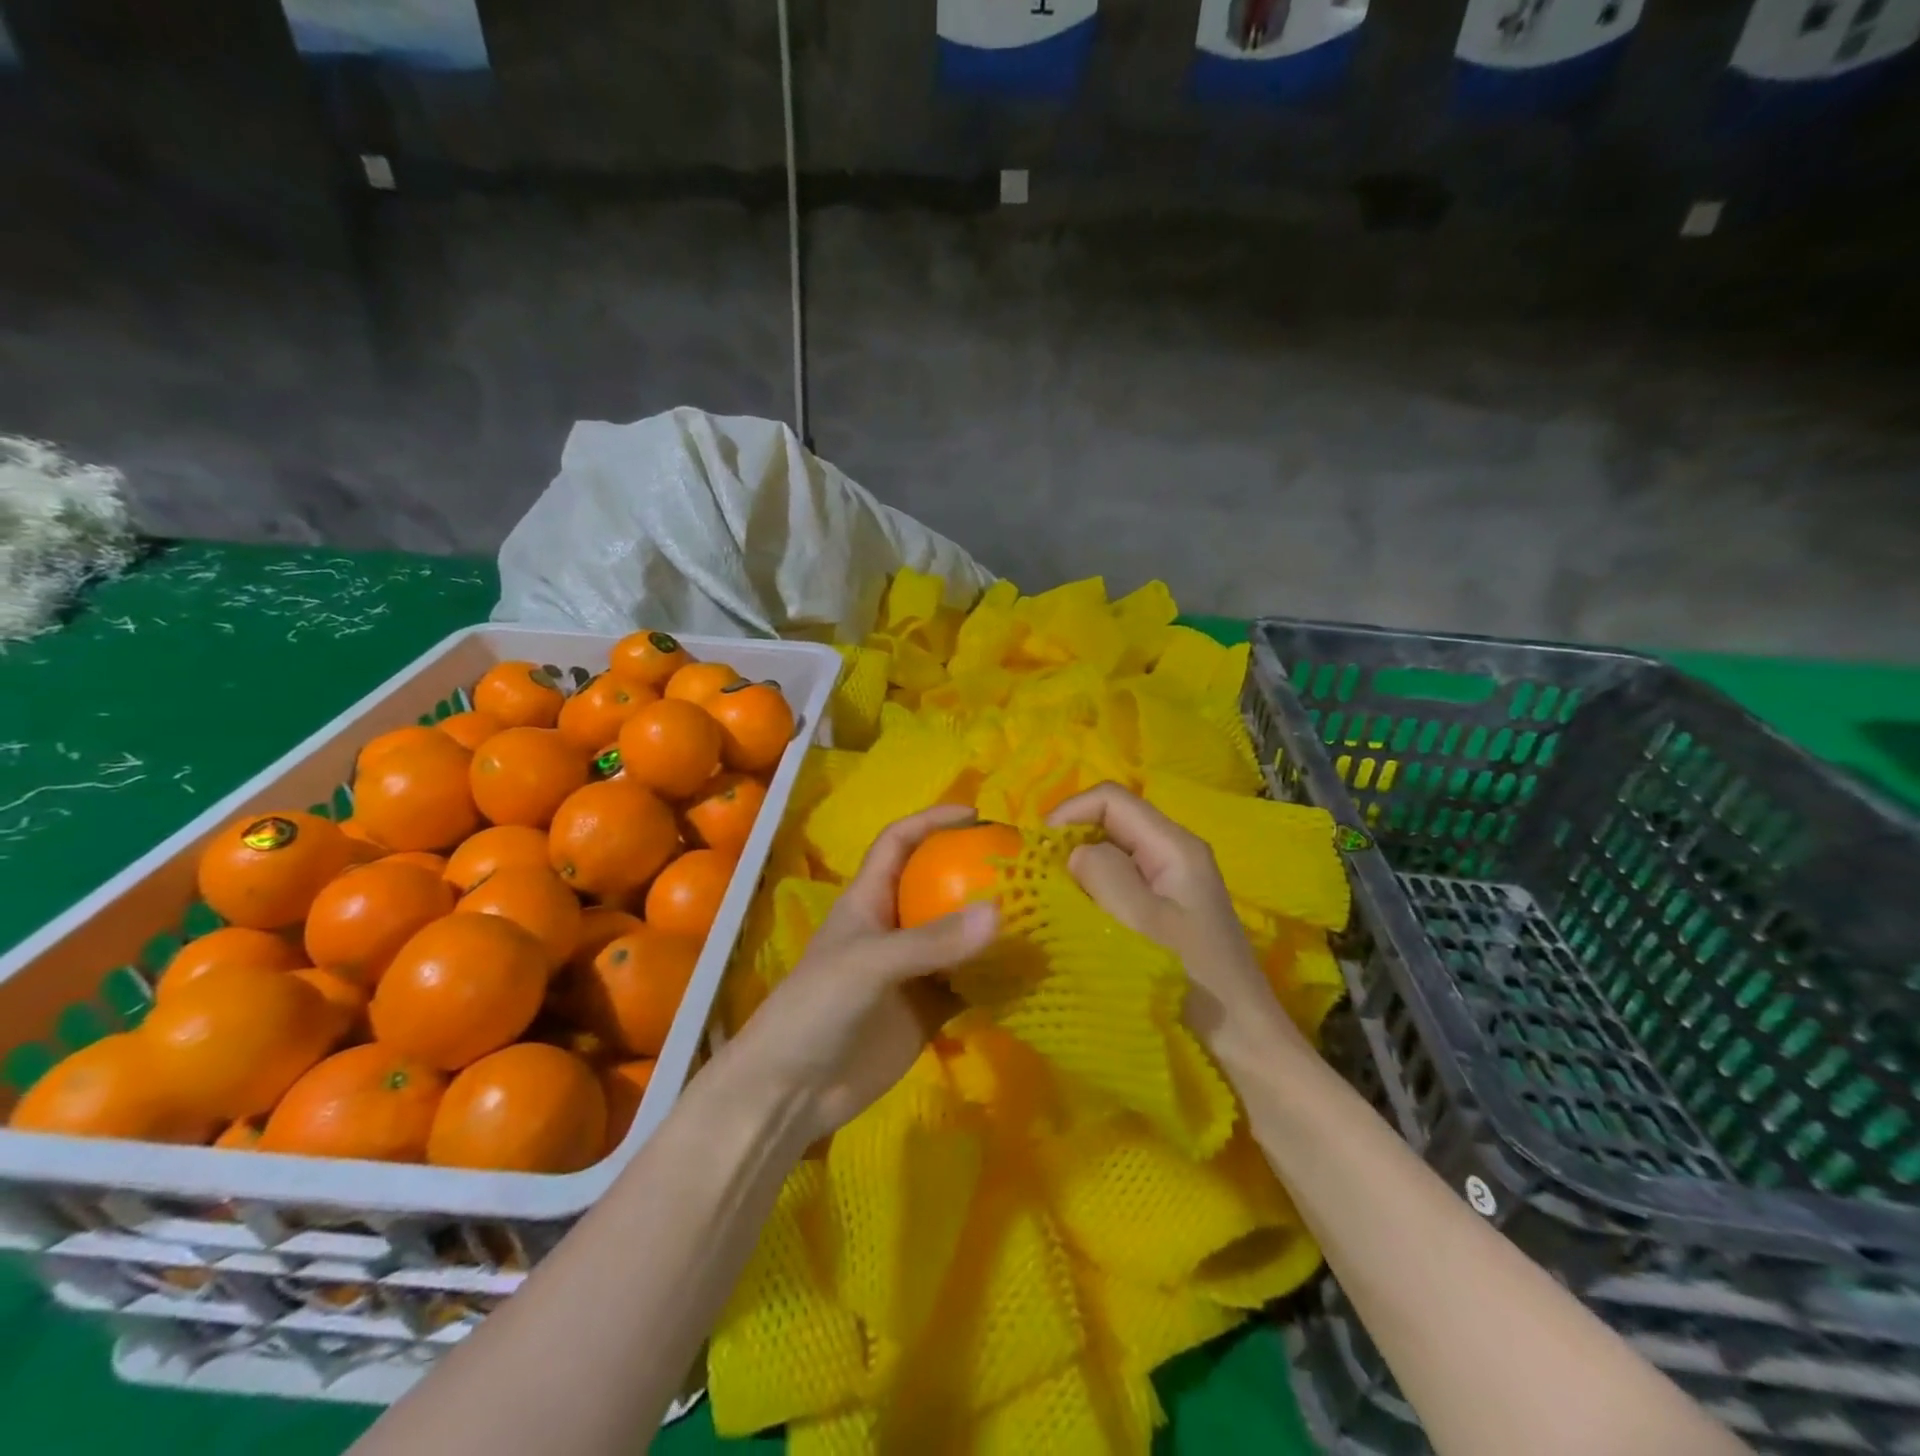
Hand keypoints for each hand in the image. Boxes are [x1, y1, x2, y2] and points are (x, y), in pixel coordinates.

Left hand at [722, 804, 998, 1148]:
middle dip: (976, 872)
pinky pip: (970, 984)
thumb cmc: (816, 1008)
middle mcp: (894, 927)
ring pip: (960, 937)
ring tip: (1043, 914)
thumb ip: (931, 941)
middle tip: (1026, 868)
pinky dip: (997, 977)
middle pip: (938, 885)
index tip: (976, 814)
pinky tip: (1031, 972)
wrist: (793, 1091)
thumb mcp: (868, 964)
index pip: (898, 843)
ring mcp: (913, 970)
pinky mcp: (928, 1010)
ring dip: (994, 928)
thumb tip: (1000, 913)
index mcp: (869, 899)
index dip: (931, 821)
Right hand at [1047, 782, 1301, 1055]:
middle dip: (1070, 842)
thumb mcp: (1142, 922)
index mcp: (1174, 847)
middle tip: (1038, 878)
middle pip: (1111, 824)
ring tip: (1050, 901)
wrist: (1244, 1050)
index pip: (1111, 799)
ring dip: (1079, 872)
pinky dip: (1092, 895)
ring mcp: (1172, 887)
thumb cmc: (1192, 983)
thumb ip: (1102, 873)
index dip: (1068, 813)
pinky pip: (1120, 887)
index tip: (1037, 851)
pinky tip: (1077, 922)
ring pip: (1112, 857)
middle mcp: (1174, 856)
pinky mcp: (1167, 916)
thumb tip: (1074, 853)